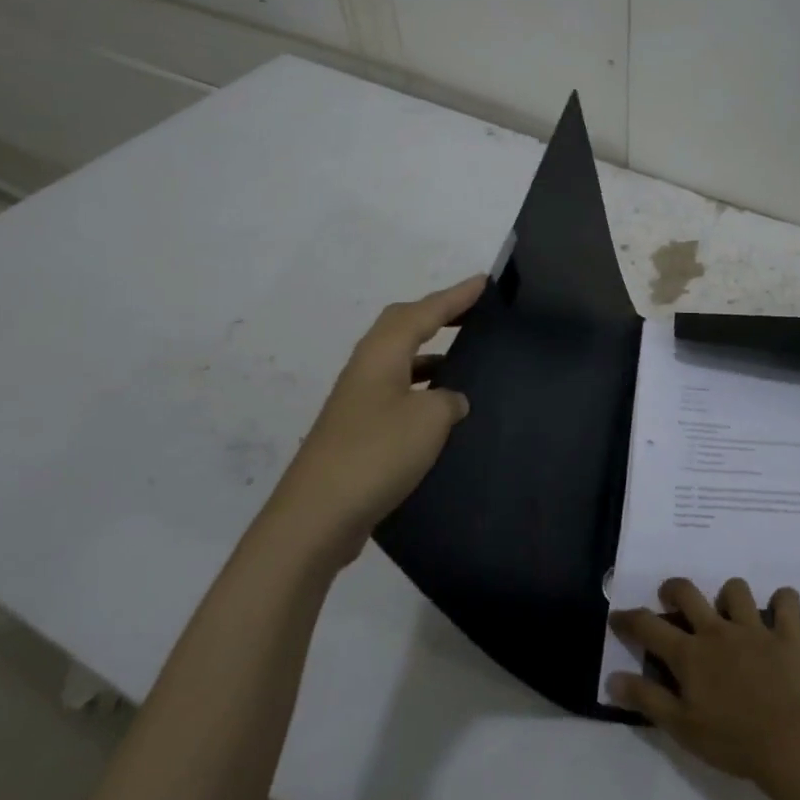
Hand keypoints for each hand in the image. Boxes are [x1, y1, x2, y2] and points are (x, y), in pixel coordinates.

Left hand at [263, 275, 484, 564]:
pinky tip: (442, 411)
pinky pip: (396, 392)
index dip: (455, 296)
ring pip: (398, 361)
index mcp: (381, 355)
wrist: (316, 517)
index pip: (423, 313)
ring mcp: (357, 402)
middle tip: (471, 312)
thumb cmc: (376, 454)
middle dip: (437, 315)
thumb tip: (450, 399)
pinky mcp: (357, 432)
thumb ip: (449, 400)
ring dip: (430, 354)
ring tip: (463, 357)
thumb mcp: (428, 420)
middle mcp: (366, 370)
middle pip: (401, 327)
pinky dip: (422, 388)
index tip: (483, 281)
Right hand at [608, 577, 799, 784]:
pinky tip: (779, 612)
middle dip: (673, 589)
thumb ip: (647, 699)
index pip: (648, 626)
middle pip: (688, 592)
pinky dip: (783, 601)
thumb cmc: (732, 741)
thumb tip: (613, 678)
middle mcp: (718, 631)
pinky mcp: (786, 635)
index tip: (617, 617)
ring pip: (736, 590)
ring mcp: (754, 629)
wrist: (791, 742)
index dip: (628, 619)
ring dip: (729, 596)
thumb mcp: (681, 727)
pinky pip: (787, 602)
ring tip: (728, 613)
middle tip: (671, 600)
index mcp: (690, 654)